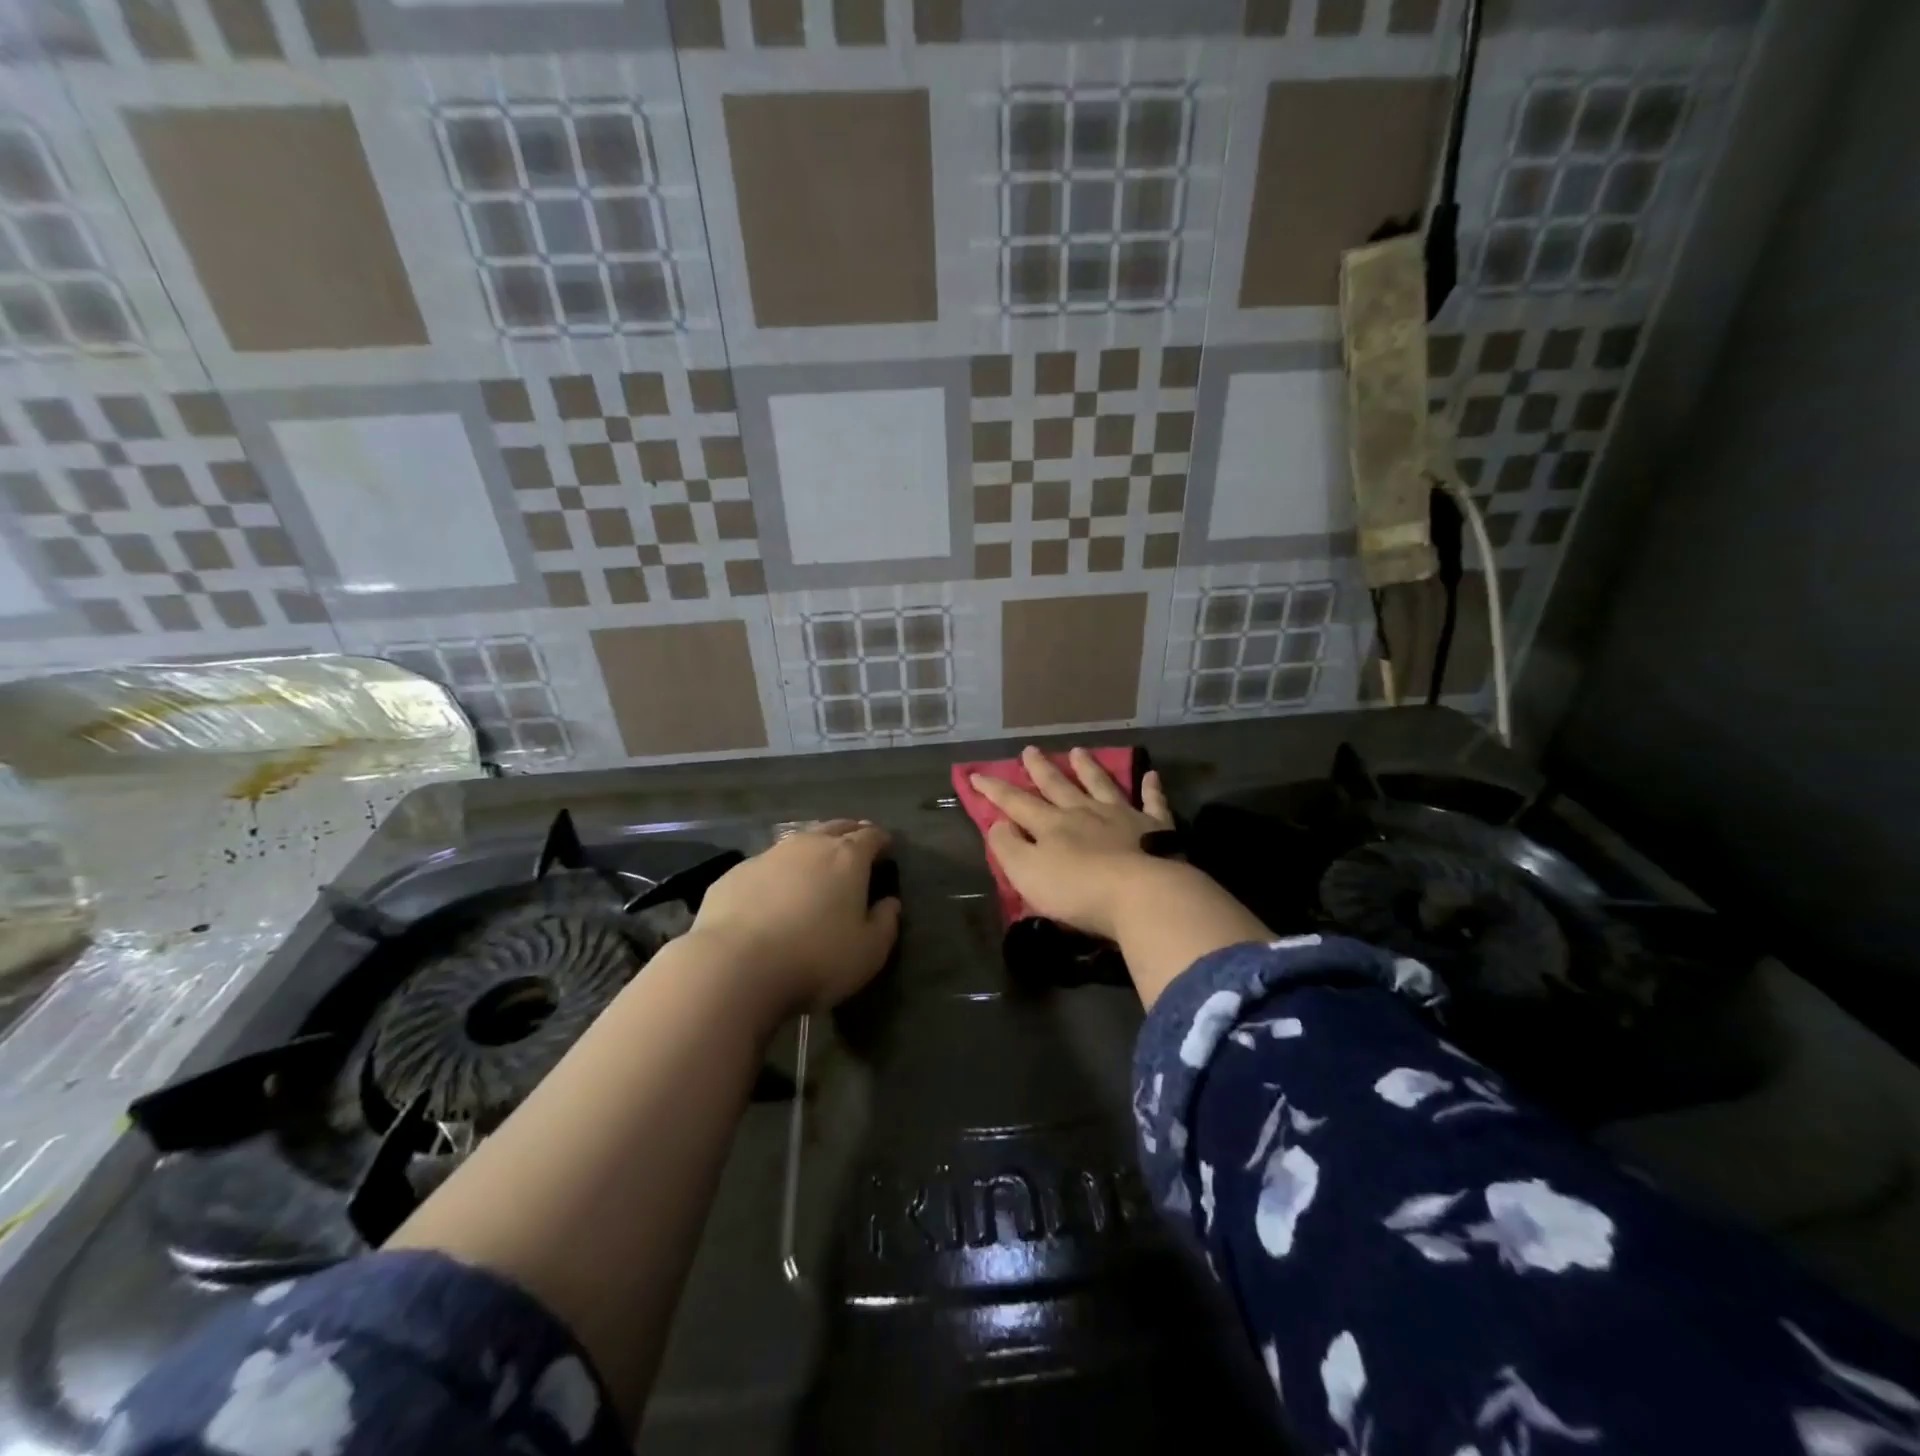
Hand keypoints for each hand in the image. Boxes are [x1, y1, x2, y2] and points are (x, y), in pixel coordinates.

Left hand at [688, 821, 900, 1017]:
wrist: (734, 966)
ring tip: (815, 868)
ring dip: (811, 850)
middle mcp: (808, 845)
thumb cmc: (815, 958)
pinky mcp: (734, 874)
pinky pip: (765, 866)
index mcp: (847, 857)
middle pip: (835, 828)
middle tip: (856, 848)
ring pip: (798, 843)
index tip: (887, 849)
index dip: (882, 840)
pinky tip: (773, 894)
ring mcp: (768, 856)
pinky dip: (777, 873)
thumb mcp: (868, 952)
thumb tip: (890, 903)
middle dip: (849, 834)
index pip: (872, 836)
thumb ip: (885, 923)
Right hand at [969, 746, 1174, 941]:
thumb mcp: (1027, 873)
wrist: (1142, 894)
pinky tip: (1151, 775)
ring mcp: (1122, 817)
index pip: (1016, 802)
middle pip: (1058, 786)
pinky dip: (1151, 788)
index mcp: (1051, 825)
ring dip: (1088, 768)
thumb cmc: (1078, 890)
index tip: (976, 774)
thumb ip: (1009, 847)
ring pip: (1101, 785)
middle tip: (1030, 750)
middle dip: (1040, 769)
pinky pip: (1152, 802)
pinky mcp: (1155, 828)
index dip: (994, 790)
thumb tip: (999, 823)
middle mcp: (1084, 812)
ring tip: (1078, 751)